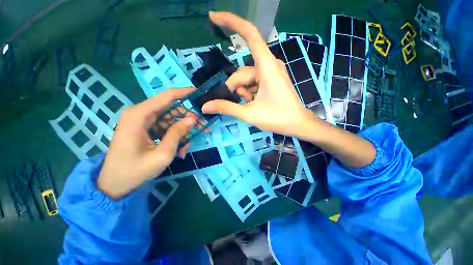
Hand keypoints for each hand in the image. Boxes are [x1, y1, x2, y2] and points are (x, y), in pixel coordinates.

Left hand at [98, 88, 196, 198]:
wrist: (114, 184)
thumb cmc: (136, 170)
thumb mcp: (163, 153)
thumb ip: (178, 133)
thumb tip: (193, 118)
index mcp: (140, 115)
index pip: (167, 96)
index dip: (185, 93)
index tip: (201, 93)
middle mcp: (140, 113)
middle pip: (171, 108)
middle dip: (188, 117)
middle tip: (203, 126)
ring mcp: (142, 121)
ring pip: (170, 118)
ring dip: (183, 129)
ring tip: (189, 144)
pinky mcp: (145, 128)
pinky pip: (165, 126)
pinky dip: (175, 135)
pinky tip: (180, 147)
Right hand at [202, 12, 319, 139]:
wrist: (297, 124)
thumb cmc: (277, 118)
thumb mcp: (249, 113)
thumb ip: (227, 108)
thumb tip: (205, 106)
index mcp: (266, 66)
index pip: (249, 34)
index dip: (231, 22)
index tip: (213, 17)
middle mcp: (269, 64)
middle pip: (242, 72)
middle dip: (236, 88)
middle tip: (240, 104)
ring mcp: (270, 72)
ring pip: (247, 79)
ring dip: (243, 93)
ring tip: (250, 105)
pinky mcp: (271, 80)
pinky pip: (253, 82)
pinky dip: (249, 93)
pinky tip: (254, 103)